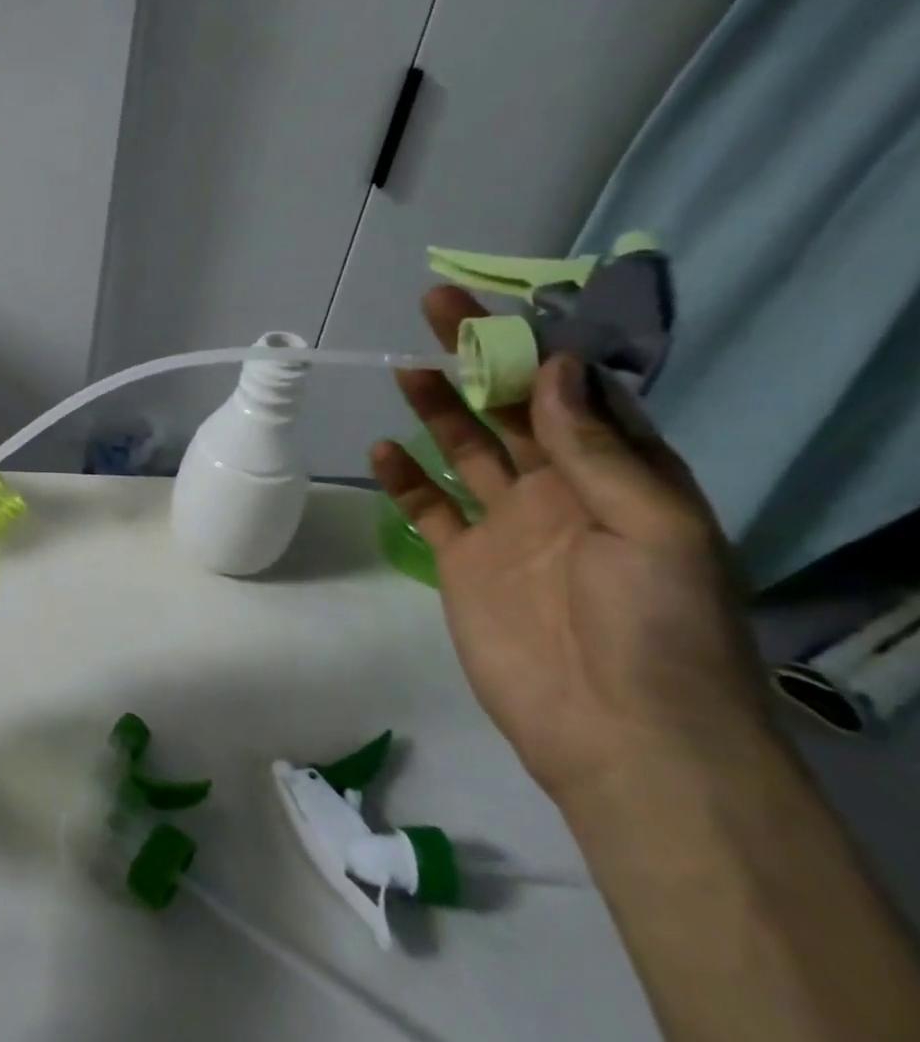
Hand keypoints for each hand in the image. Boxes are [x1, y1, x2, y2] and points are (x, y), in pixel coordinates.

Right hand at [370, 287, 772, 805]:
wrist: (619, 734)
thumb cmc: (658, 626)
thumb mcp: (652, 527)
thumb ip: (596, 449)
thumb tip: (553, 369)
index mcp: (621, 477)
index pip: (576, 394)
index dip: (541, 347)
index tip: (501, 307)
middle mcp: (563, 492)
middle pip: (511, 410)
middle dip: (478, 359)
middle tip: (436, 309)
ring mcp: (508, 527)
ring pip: (465, 451)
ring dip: (438, 409)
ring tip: (405, 370)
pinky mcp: (463, 562)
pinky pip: (429, 508)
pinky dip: (404, 480)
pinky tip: (383, 451)